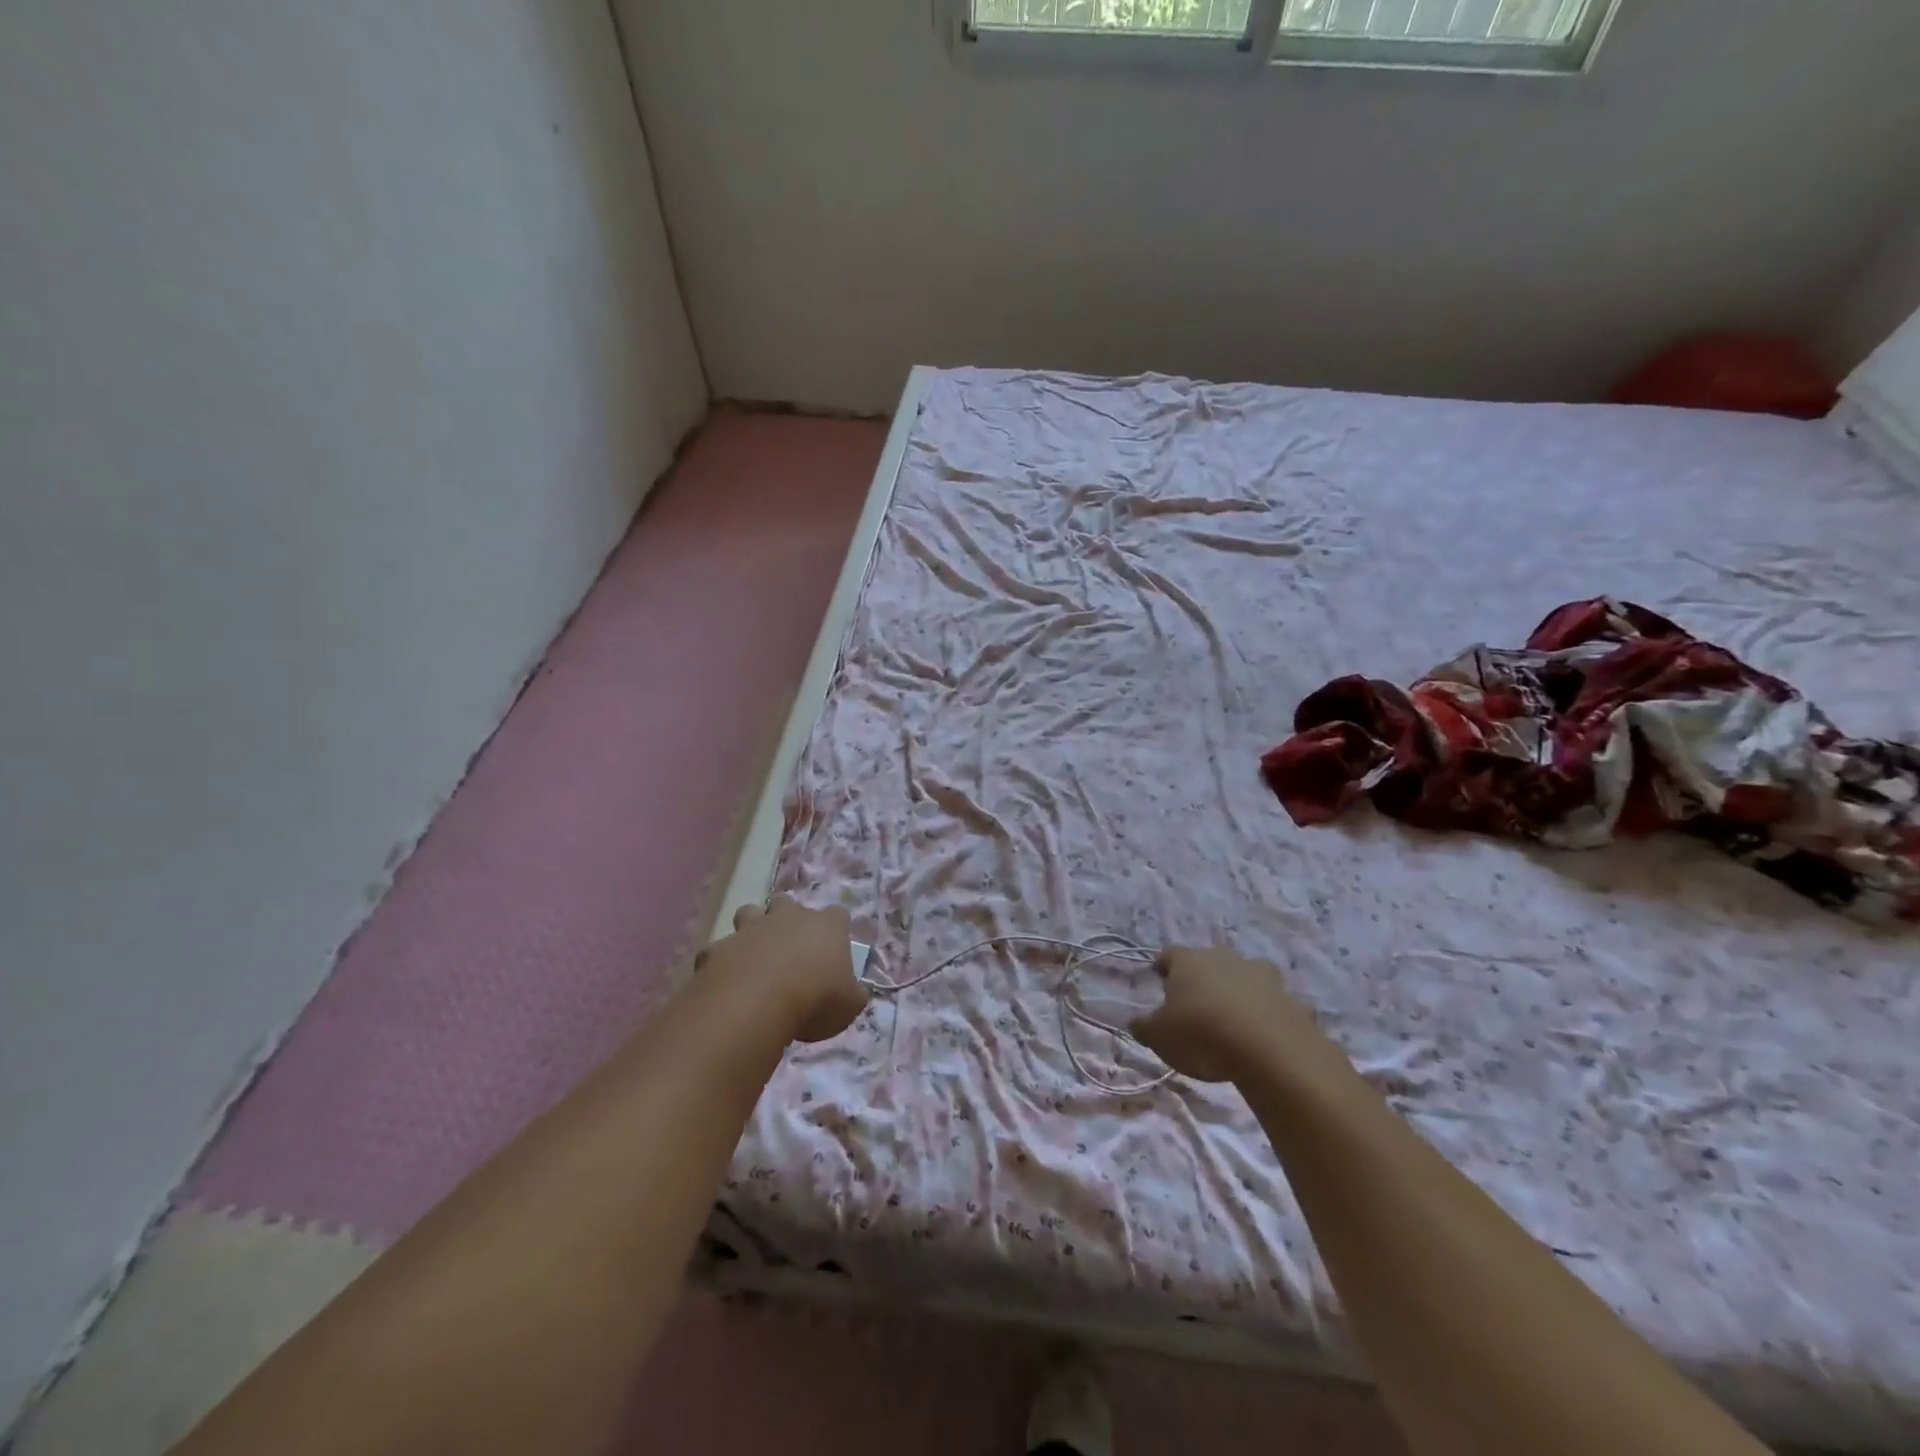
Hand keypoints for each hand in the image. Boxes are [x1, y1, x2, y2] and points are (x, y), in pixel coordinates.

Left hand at [698, 897, 868, 1043]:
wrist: (758, 1002)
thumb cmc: (816, 999)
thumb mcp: (849, 1005)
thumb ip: (852, 994)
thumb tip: (852, 992)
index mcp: (826, 927)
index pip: (838, 915)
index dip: (836, 928)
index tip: (834, 947)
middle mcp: (788, 918)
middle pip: (788, 903)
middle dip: (787, 918)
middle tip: (790, 947)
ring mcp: (751, 929)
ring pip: (749, 913)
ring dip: (751, 929)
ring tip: (754, 956)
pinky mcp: (719, 948)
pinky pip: (718, 950)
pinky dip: (722, 961)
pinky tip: (724, 982)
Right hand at [1132, 944, 1346, 1085]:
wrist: (1270, 1050)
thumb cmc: (1202, 1034)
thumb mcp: (1159, 1037)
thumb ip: (1145, 1027)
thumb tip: (1137, 1023)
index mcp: (1189, 961)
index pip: (1170, 954)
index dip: (1164, 965)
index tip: (1159, 976)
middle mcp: (1224, 958)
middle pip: (1210, 961)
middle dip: (1203, 977)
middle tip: (1196, 1001)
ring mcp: (1261, 976)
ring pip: (1244, 977)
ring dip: (1237, 991)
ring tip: (1231, 1017)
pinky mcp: (1290, 999)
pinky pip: (1271, 1003)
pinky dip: (1264, 1014)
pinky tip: (1259, 1037)